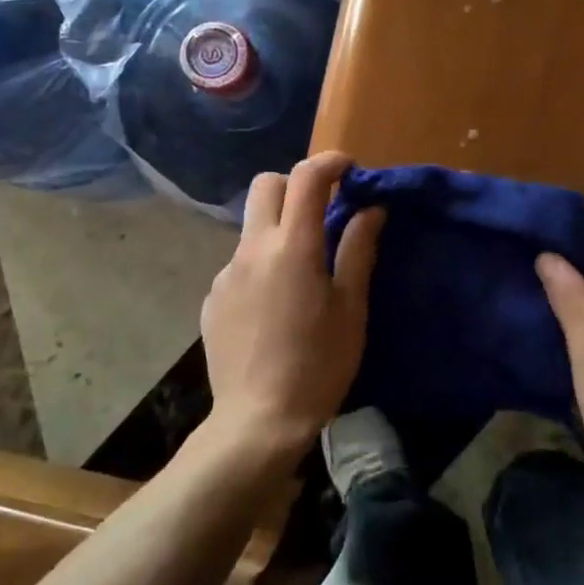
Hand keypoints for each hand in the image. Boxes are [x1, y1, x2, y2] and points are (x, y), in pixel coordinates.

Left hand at [200, 151, 384, 463]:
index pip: (306, 178)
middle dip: (295, 185)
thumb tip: (371, 210)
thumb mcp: (350, 309)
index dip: (330, 163)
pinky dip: (261, 266)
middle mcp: (252, 249)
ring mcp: (226, 273)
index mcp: (293, 247)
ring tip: (301, 275)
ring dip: (279, 230)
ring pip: (252, 227)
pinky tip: (273, 307)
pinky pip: (239, 264)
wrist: (258, 421)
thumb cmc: (318, 366)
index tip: (349, 171)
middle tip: (322, 212)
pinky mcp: (212, 298)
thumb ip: (358, 251)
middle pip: (266, 185)